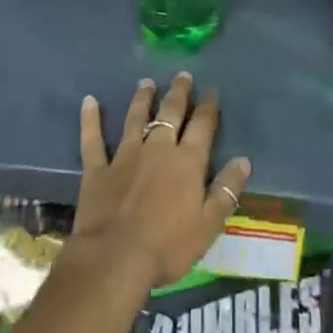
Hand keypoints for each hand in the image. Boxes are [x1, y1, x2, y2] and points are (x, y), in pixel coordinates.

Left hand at [73, 73, 251, 290]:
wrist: (115, 258)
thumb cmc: (168, 246)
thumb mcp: (209, 225)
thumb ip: (226, 190)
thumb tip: (244, 160)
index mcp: (187, 161)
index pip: (202, 126)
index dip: (208, 107)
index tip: (212, 91)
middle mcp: (158, 148)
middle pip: (170, 113)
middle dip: (178, 93)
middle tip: (182, 75)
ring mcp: (125, 155)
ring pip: (135, 118)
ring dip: (142, 99)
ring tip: (146, 82)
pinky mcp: (98, 169)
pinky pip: (93, 139)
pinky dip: (90, 119)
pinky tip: (89, 101)